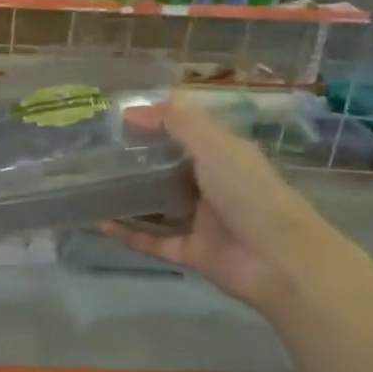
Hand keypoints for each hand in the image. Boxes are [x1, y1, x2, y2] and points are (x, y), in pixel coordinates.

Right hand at [103, 99, 336, 316]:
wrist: (280, 260)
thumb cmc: (249, 192)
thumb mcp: (215, 145)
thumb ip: (177, 122)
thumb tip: (132, 111)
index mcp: (223, 156)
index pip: (185, 134)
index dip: (154, 125)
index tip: (115, 122)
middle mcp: (211, 185)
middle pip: (168, 170)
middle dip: (136, 162)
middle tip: (95, 154)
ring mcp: (201, 221)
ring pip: (159, 206)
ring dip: (130, 198)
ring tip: (92, 188)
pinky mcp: (192, 252)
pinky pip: (154, 241)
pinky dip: (130, 234)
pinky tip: (101, 223)